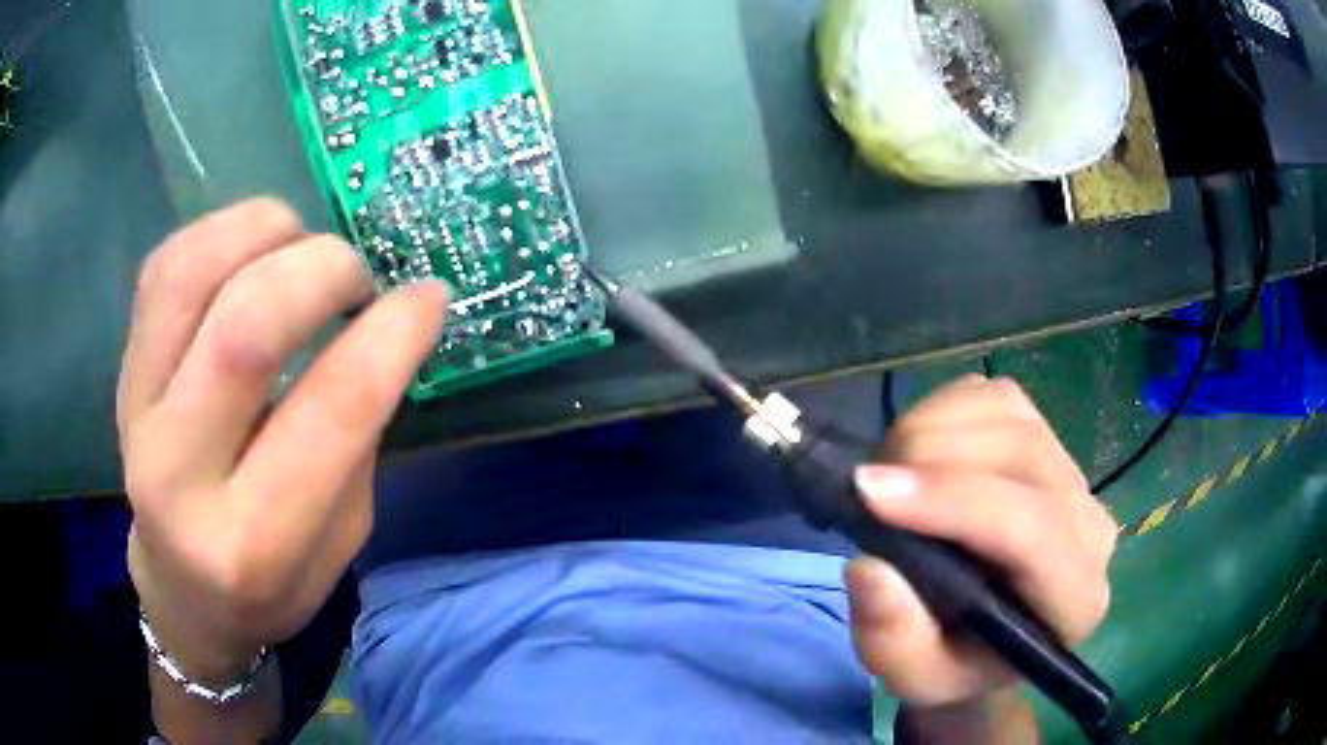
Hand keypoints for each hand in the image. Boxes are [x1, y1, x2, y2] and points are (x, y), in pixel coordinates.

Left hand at [119, 199, 447, 680]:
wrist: (182, 592)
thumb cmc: (272, 583)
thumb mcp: (340, 541)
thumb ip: (356, 439)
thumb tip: (384, 327)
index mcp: (253, 542)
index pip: (330, 411)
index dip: (392, 334)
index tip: (428, 296)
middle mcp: (180, 474)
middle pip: (247, 328)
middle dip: (324, 270)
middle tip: (357, 277)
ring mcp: (137, 412)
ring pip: (192, 274)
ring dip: (266, 232)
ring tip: (300, 245)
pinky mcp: (124, 371)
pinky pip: (164, 267)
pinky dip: (220, 232)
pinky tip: (253, 249)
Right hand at [846, 376, 1116, 707]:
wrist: (986, 634)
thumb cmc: (956, 661)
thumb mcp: (916, 678)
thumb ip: (893, 642)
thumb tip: (869, 568)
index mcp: (1075, 599)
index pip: (1033, 530)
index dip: (954, 503)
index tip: (870, 493)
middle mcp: (1089, 524)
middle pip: (1022, 454)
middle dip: (932, 459)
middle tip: (865, 487)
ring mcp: (1070, 469)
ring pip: (1007, 411)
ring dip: (931, 428)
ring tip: (888, 474)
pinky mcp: (1044, 434)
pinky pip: (993, 395)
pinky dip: (942, 409)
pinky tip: (918, 452)